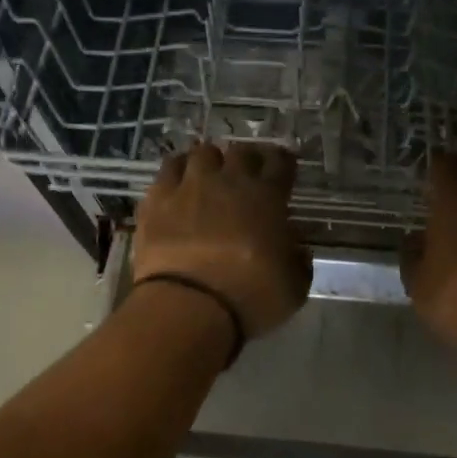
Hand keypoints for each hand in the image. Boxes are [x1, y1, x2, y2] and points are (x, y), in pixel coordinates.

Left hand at [134, 143, 310, 339]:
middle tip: (245, 174)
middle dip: (246, 159)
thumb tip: (298, 250)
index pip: (280, 162)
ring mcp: (191, 185)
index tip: (282, 166)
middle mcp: (230, 181)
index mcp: (267, 197)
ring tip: (208, 174)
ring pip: (202, 152)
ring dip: (210, 161)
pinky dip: (177, 171)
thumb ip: (299, 262)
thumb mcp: (293, 288)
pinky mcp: (158, 198)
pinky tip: (177, 182)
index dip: (282, 161)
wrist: (188, 306)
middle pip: (241, 151)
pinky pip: (169, 168)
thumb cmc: (249, 298)